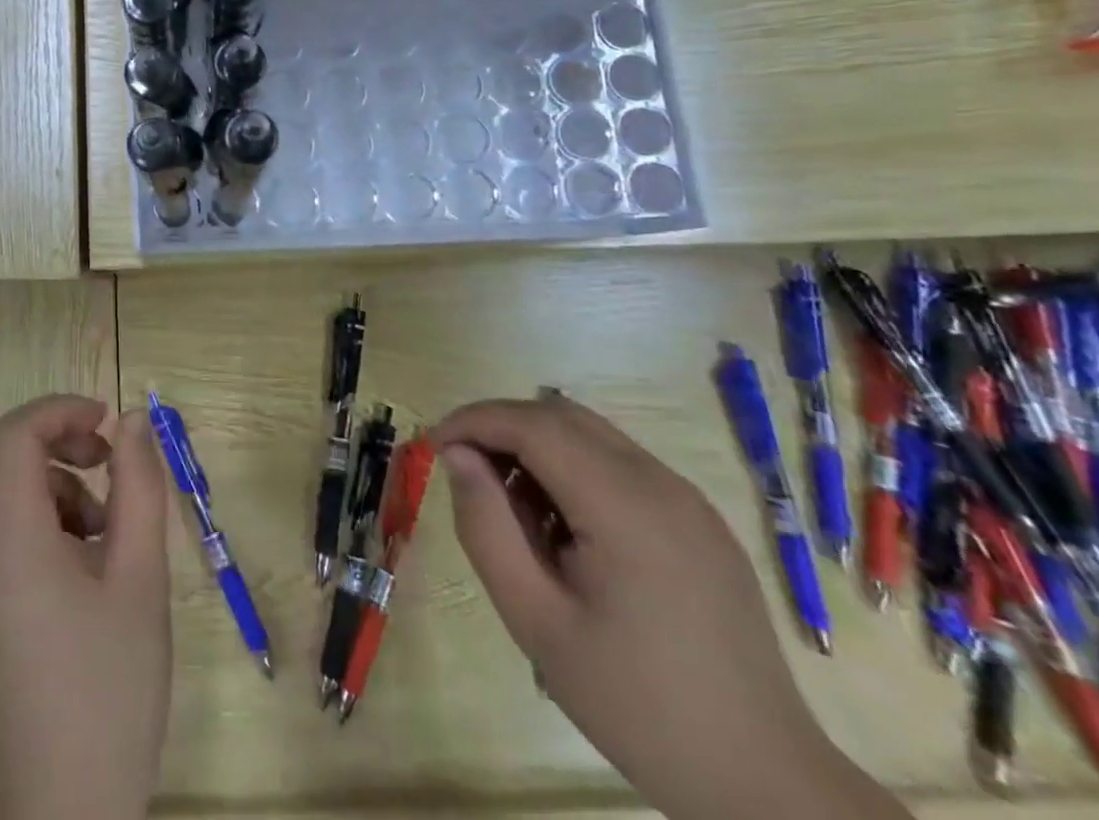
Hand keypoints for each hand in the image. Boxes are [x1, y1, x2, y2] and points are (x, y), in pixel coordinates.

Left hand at [0, 395, 170, 819]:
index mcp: (8, 544)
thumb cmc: (112, 687)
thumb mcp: (142, 578)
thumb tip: (131, 421)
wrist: (66, 804)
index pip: (12, 437)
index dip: (58, 410)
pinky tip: (81, 556)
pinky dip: (32, 512)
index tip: (105, 420)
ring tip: (103, 521)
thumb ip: (139, 487)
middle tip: (101, 454)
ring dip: (44, 477)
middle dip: (48, 434)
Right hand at [430, 397, 908, 819]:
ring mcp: (688, 499)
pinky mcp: (699, 520)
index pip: (532, 423)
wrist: (765, 784)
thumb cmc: (637, 705)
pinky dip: (573, 468)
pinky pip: (620, 463)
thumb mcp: (536, 621)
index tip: (433, 446)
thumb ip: (486, 527)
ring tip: (512, 507)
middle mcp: (661, 484)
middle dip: (500, 427)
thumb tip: (457, 456)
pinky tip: (564, 527)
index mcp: (625, 507)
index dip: (473, 420)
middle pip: (560, 416)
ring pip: (590, 434)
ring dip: (536, 446)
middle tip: (464, 472)